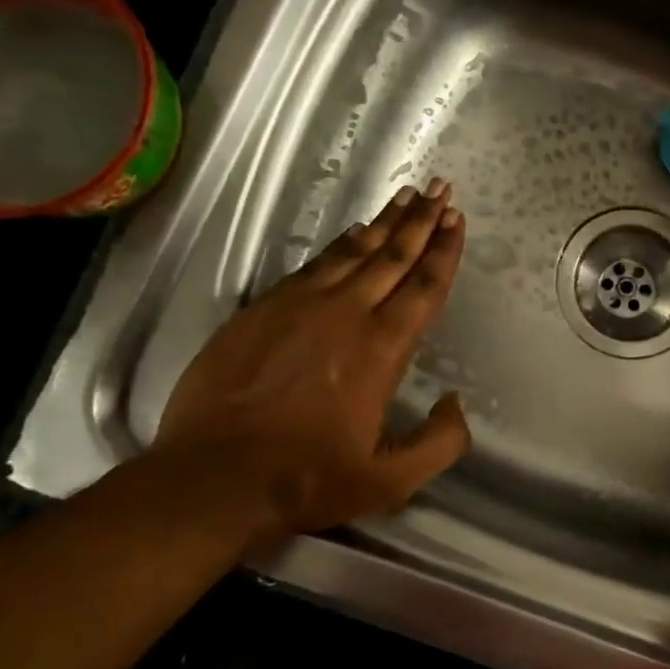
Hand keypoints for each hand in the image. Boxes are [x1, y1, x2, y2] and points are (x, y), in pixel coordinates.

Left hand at [156, 181, 470, 539]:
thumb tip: (456, 405)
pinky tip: (351, 235)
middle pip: (392, 256)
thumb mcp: (391, 480)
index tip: (456, 218)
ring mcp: (299, 306)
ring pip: (352, 252)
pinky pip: (313, 265)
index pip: (423, 287)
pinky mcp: (262, 310)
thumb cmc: (308, 478)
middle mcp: (346, 314)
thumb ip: (440, 443)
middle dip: (421, 221)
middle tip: (441, 188)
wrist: (213, 478)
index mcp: (382, 348)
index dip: (444, 251)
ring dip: (384, 223)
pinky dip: (339, 245)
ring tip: (406, 198)